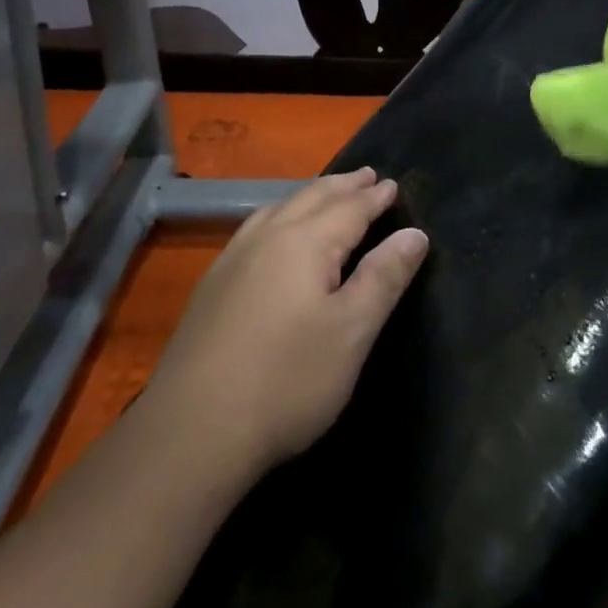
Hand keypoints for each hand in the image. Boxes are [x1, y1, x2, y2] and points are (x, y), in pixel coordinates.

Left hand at [140, 169, 427, 476]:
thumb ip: (384, 277)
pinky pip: (255, 228)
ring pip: (278, 208)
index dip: (375, 197)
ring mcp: (233, 260)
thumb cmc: (287, 380)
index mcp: (305, 242)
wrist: (192, 432)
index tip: (393, 184)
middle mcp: (267, 237)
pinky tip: (274, 232)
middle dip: (343, 186)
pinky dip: (280, 214)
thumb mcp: (352, 331)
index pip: (349, 208)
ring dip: (310, 196)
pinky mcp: (212, 286)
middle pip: (312, 198)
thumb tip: (414, 233)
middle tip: (367, 175)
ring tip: (327, 194)